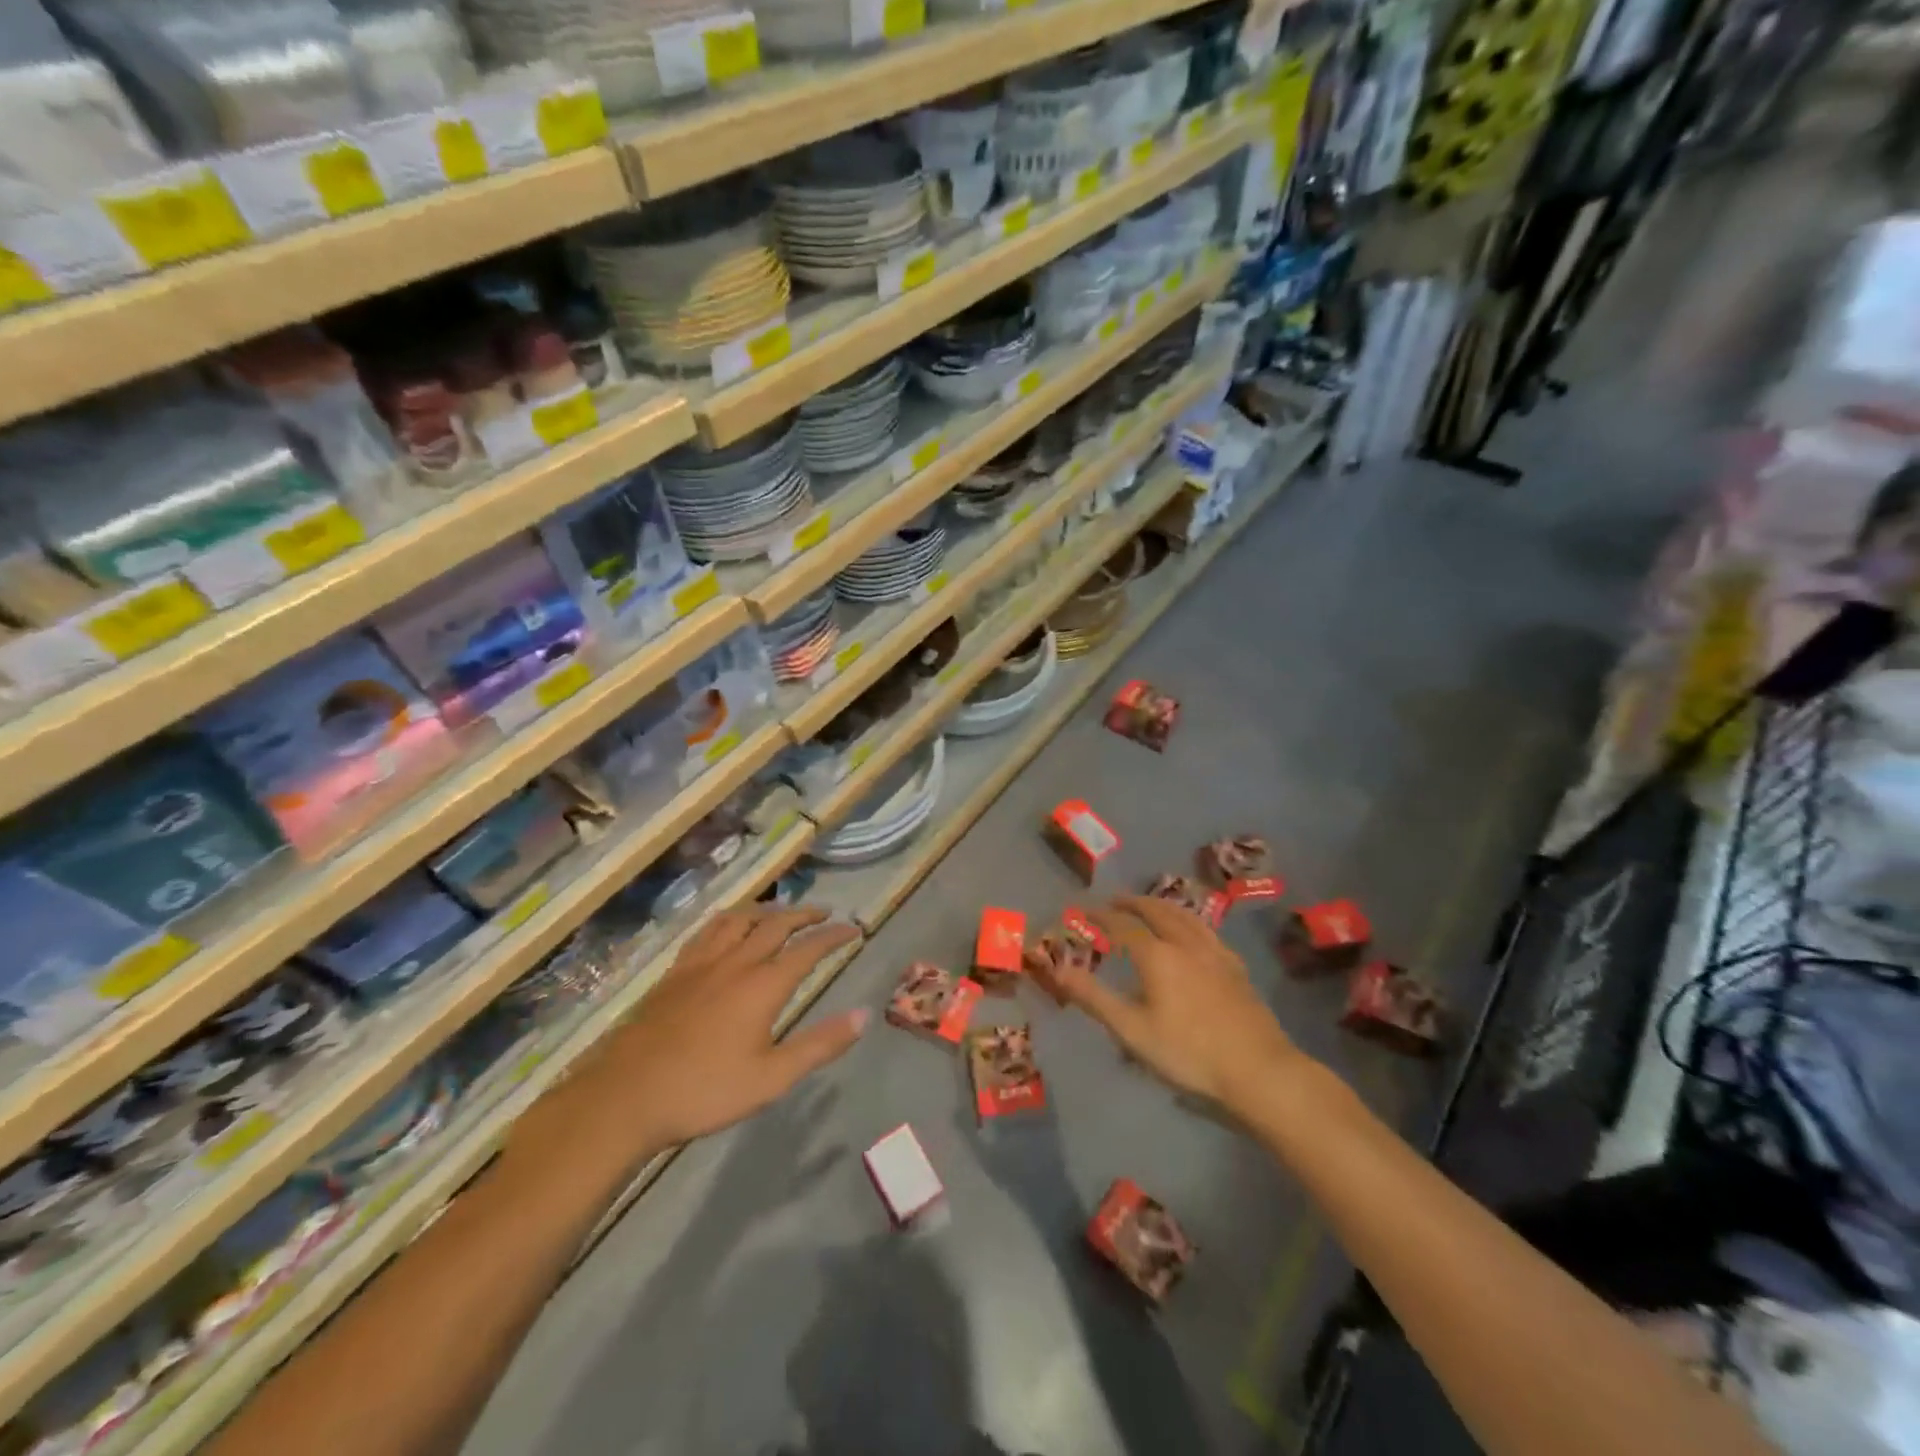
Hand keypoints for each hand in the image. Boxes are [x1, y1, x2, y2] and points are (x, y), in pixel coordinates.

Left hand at [512, 907, 864, 1167]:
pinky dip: (730, 919)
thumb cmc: (704, 1091)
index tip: (855, 929)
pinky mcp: (676, 971)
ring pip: (740, 919)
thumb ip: (820, 1045)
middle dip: (805, 914)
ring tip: (781, 912)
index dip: (835, 936)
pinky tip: (729, 927)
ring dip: (768, 910)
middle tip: (825, 913)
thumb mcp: (772, 1078)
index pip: (809, 948)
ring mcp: (702, 963)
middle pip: (776, 924)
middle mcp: (736, 962)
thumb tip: (864, 1015)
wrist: (626, 1096)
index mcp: (763, 986)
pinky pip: (708, 930)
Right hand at [1060, 896, 1302, 1117]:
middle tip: (1114, 900)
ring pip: (1185, 915)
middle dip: (1132, 902)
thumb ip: (1094, 998)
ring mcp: (1215, 953)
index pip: (1122, 925)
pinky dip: (1188, 921)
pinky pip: (1206, 930)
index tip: (1083, 910)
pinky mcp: (1236, 967)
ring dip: (1162, 905)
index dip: (1101, 915)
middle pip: (1156, 910)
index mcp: (1158, 955)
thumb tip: (1057, 970)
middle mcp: (1186, 943)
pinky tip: (1192, 933)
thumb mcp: (1132, 1030)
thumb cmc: (1189, 1052)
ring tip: (1150, 905)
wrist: (1259, 1070)